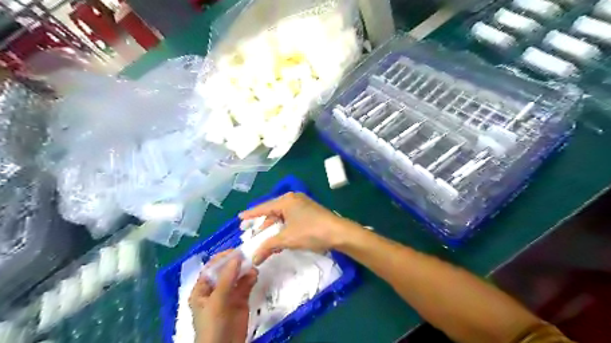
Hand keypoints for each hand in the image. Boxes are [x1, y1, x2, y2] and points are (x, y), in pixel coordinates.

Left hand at [190, 251, 258, 341]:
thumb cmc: (213, 326)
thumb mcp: (217, 301)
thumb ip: (227, 279)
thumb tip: (237, 257)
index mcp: (202, 289)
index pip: (211, 268)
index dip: (222, 258)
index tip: (235, 251)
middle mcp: (215, 289)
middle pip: (226, 271)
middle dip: (236, 263)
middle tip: (247, 256)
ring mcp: (229, 295)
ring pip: (237, 277)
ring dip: (245, 270)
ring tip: (253, 266)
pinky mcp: (241, 300)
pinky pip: (246, 285)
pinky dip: (251, 278)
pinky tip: (255, 275)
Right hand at [238, 193, 361, 264]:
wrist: (338, 232)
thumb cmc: (311, 231)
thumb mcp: (287, 239)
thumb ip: (268, 246)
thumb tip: (254, 258)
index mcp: (286, 201)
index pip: (263, 208)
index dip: (251, 214)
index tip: (239, 218)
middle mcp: (293, 199)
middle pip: (272, 212)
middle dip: (262, 224)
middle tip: (250, 232)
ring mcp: (302, 205)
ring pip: (282, 216)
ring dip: (273, 228)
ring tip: (264, 239)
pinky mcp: (308, 212)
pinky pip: (290, 219)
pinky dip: (283, 228)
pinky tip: (279, 238)